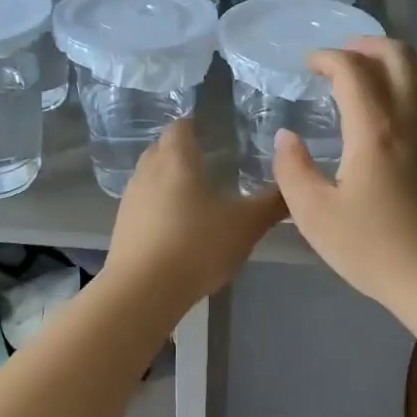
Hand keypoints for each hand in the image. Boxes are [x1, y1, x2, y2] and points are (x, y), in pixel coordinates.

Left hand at [103, 119, 285, 309]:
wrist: (142, 291)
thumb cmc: (196, 246)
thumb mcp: (245, 226)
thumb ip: (271, 204)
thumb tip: (294, 186)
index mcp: (176, 159)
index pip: (180, 126)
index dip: (195, 124)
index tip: (213, 130)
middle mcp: (147, 171)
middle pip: (162, 149)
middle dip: (182, 151)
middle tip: (209, 161)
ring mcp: (130, 199)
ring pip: (151, 177)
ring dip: (169, 180)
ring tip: (195, 194)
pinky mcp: (122, 227)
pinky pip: (143, 204)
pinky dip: (159, 206)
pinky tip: (177, 226)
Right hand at [273, 37, 416, 315]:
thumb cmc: (373, 249)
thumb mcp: (314, 215)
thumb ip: (293, 169)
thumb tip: (287, 137)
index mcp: (374, 130)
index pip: (352, 69)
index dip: (326, 57)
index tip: (307, 66)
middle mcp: (411, 117)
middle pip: (396, 54)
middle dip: (363, 45)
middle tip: (337, 59)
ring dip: (394, 57)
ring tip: (368, 71)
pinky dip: (415, 77)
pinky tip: (395, 101)